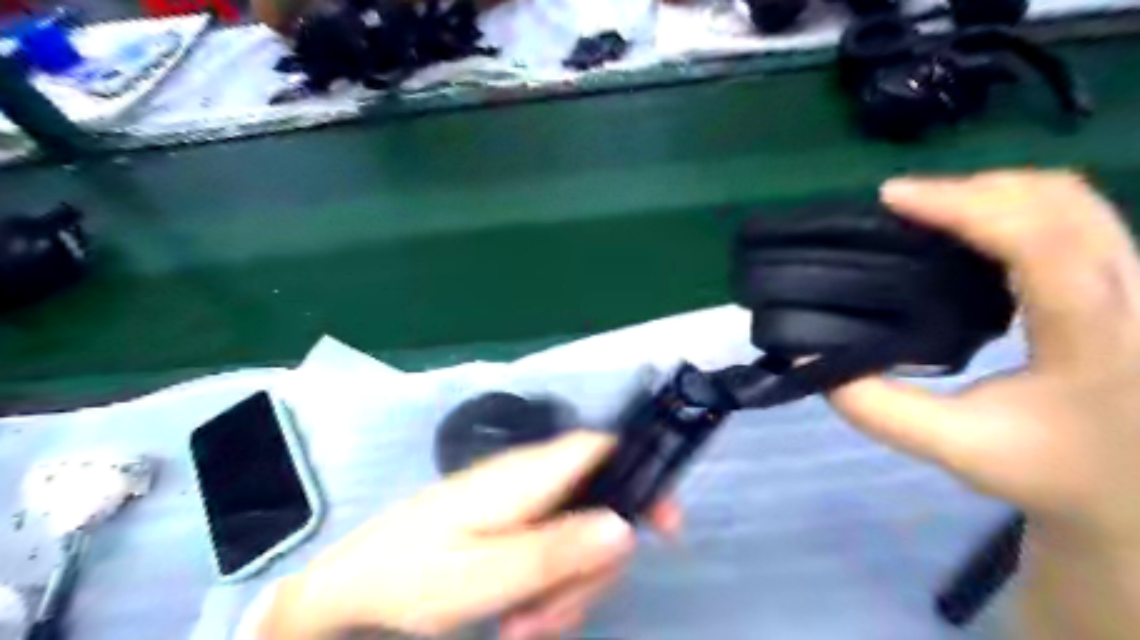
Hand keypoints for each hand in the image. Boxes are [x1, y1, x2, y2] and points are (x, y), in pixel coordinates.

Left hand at [263, 430, 679, 639]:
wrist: (352, 587)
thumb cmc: (411, 577)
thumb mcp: (485, 575)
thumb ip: (556, 550)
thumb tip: (625, 526)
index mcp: (527, 476)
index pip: (601, 447)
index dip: (641, 472)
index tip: (664, 528)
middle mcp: (531, 479)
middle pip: (599, 505)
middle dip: (592, 565)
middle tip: (554, 615)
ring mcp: (520, 500)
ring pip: (578, 535)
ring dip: (566, 587)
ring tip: (524, 627)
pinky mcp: (511, 521)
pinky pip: (552, 547)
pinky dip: (548, 586)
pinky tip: (520, 616)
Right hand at [829, 171, 1139, 548]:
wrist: (1137, 488)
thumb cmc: (1049, 470)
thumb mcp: (953, 448)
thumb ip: (876, 408)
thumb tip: (810, 357)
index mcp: (1096, 342)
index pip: (1039, 243)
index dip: (964, 206)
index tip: (893, 197)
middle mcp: (1136, 296)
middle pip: (1060, 201)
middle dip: (972, 189)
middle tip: (902, 205)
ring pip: (1074, 198)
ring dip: (995, 192)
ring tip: (929, 211)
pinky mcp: (1130, 279)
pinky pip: (1076, 213)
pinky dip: (1016, 205)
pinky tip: (972, 229)